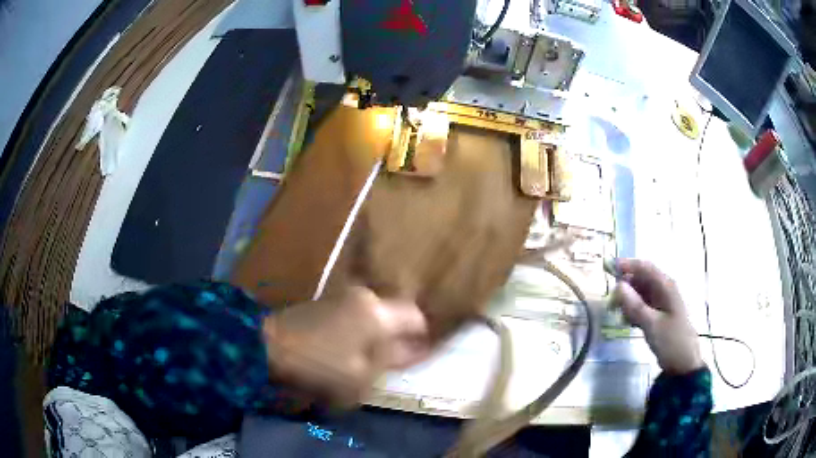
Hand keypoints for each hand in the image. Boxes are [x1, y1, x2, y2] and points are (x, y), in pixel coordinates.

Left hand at [262, 287, 429, 406]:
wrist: (268, 346)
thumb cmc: (321, 365)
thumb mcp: (362, 376)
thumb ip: (392, 361)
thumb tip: (415, 351)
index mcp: (378, 313)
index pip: (416, 317)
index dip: (423, 336)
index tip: (422, 354)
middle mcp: (364, 297)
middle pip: (395, 313)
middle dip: (400, 335)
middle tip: (398, 359)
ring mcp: (343, 296)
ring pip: (375, 314)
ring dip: (379, 334)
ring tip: (373, 357)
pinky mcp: (325, 301)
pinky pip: (355, 315)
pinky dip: (360, 331)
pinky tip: (351, 348)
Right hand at [613, 259, 703, 374]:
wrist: (684, 364)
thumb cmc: (671, 341)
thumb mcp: (651, 324)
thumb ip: (635, 305)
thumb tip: (618, 286)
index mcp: (666, 287)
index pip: (644, 267)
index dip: (626, 265)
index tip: (607, 268)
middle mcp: (664, 290)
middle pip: (641, 279)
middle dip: (625, 286)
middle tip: (611, 301)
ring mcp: (662, 302)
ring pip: (640, 293)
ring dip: (628, 300)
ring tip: (619, 315)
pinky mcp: (659, 315)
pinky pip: (643, 306)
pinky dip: (633, 310)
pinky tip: (627, 322)